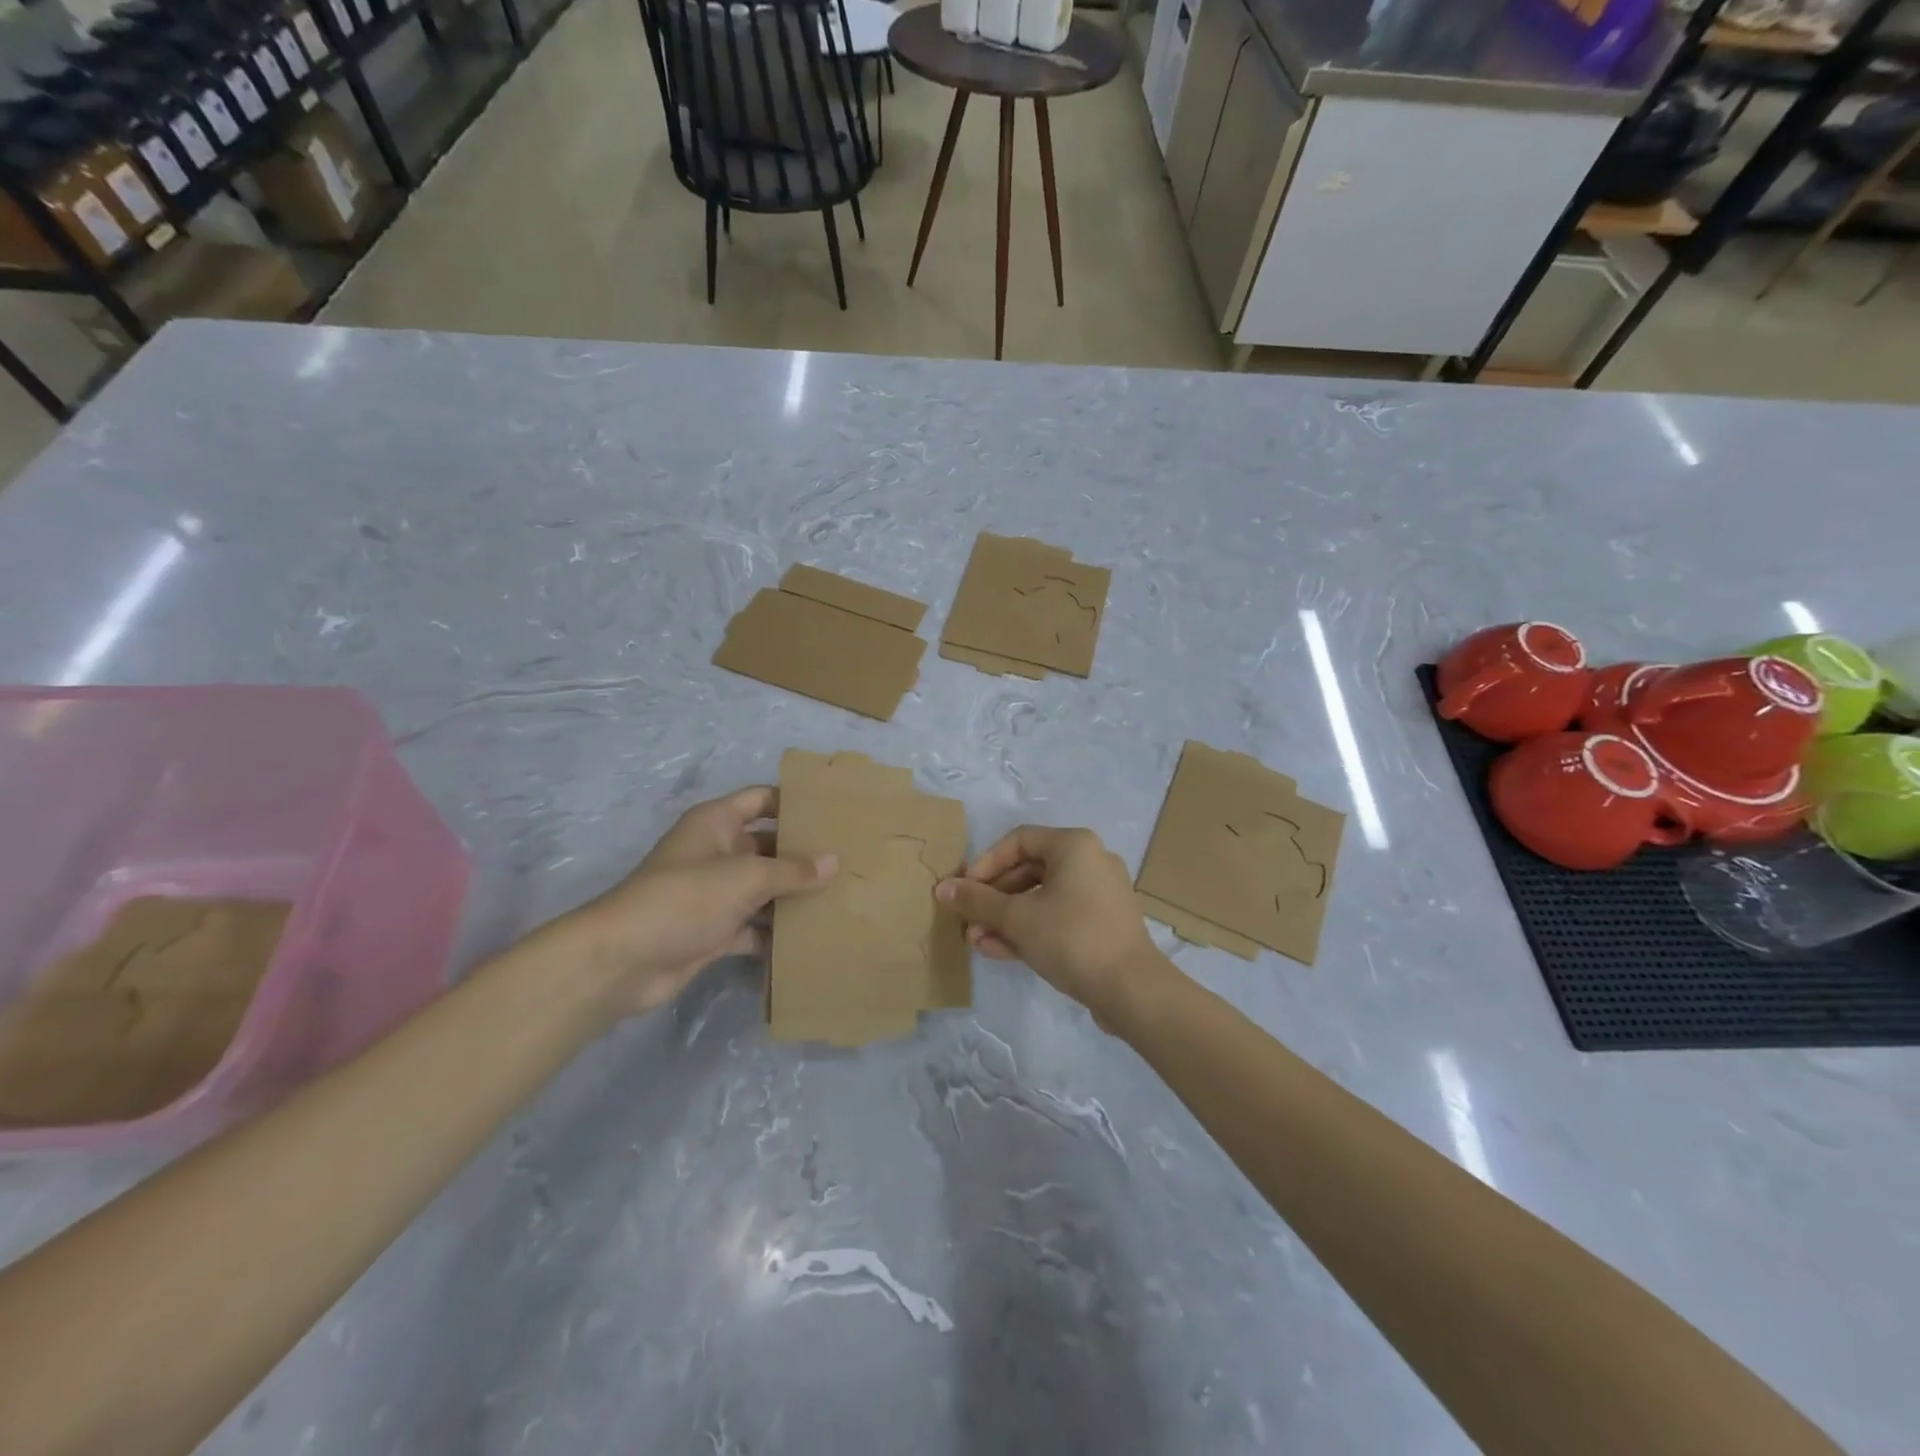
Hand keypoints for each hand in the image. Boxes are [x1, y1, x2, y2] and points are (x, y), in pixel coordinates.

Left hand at [546, 787, 835, 1020]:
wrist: (624, 960)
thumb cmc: (686, 898)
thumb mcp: (746, 877)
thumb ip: (793, 870)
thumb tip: (834, 861)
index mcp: (716, 823)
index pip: (761, 799)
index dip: (793, 802)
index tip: (833, 811)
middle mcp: (716, 852)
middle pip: (767, 846)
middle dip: (801, 854)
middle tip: (848, 859)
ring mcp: (713, 894)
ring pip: (762, 889)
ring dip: (792, 896)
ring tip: (839, 898)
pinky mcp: (712, 931)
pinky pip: (752, 927)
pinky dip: (774, 934)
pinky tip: (809, 938)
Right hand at [935, 826, 1159, 1017]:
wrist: (1132, 990)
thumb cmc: (1071, 938)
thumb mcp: (1017, 918)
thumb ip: (977, 901)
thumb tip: (942, 889)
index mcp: (1074, 846)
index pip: (1018, 841)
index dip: (985, 863)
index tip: (964, 890)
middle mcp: (1090, 861)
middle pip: (1028, 870)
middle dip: (993, 897)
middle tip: (967, 918)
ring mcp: (1098, 895)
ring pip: (1041, 897)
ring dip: (1006, 917)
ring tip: (975, 940)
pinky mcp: (1101, 925)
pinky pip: (1057, 917)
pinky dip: (1029, 929)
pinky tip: (996, 950)